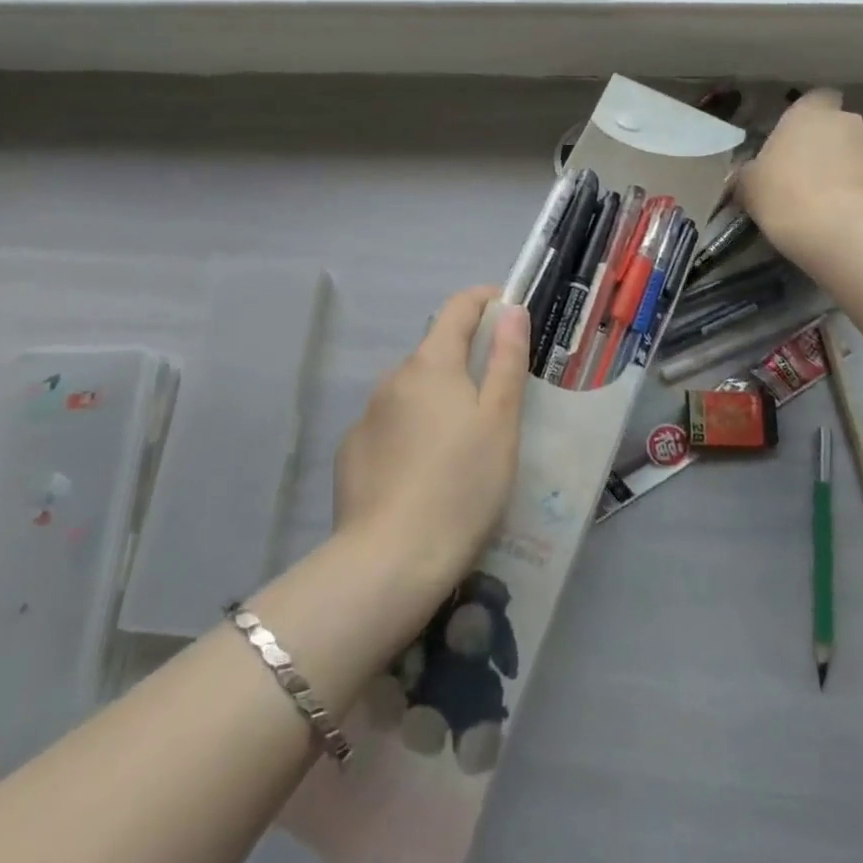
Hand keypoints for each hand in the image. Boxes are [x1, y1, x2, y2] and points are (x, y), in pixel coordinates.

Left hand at [334, 287, 528, 603]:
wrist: (390, 561)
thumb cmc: (462, 486)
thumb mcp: (500, 422)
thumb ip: (507, 360)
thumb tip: (511, 309)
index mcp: (432, 363)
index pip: (458, 307)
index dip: (486, 300)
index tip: (510, 311)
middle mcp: (394, 377)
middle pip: (436, 353)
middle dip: (466, 363)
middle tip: (497, 401)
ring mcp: (367, 415)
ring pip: (412, 392)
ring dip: (438, 401)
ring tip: (463, 448)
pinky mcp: (351, 451)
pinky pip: (390, 426)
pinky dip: (411, 433)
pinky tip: (424, 475)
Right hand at [736, 89, 862, 260]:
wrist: (838, 230)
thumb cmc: (783, 194)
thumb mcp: (749, 184)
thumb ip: (752, 171)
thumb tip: (752, 172)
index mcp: (808, 113)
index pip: (816, 99)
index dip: (809, 117)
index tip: (795, 139)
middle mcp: (846, 122)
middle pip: (838, 127)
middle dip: (827, 146)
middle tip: (806, 175)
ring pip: (857, 154)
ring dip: (846, 170)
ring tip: (827, 201)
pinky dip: (861, 193)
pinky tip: (844, 216)